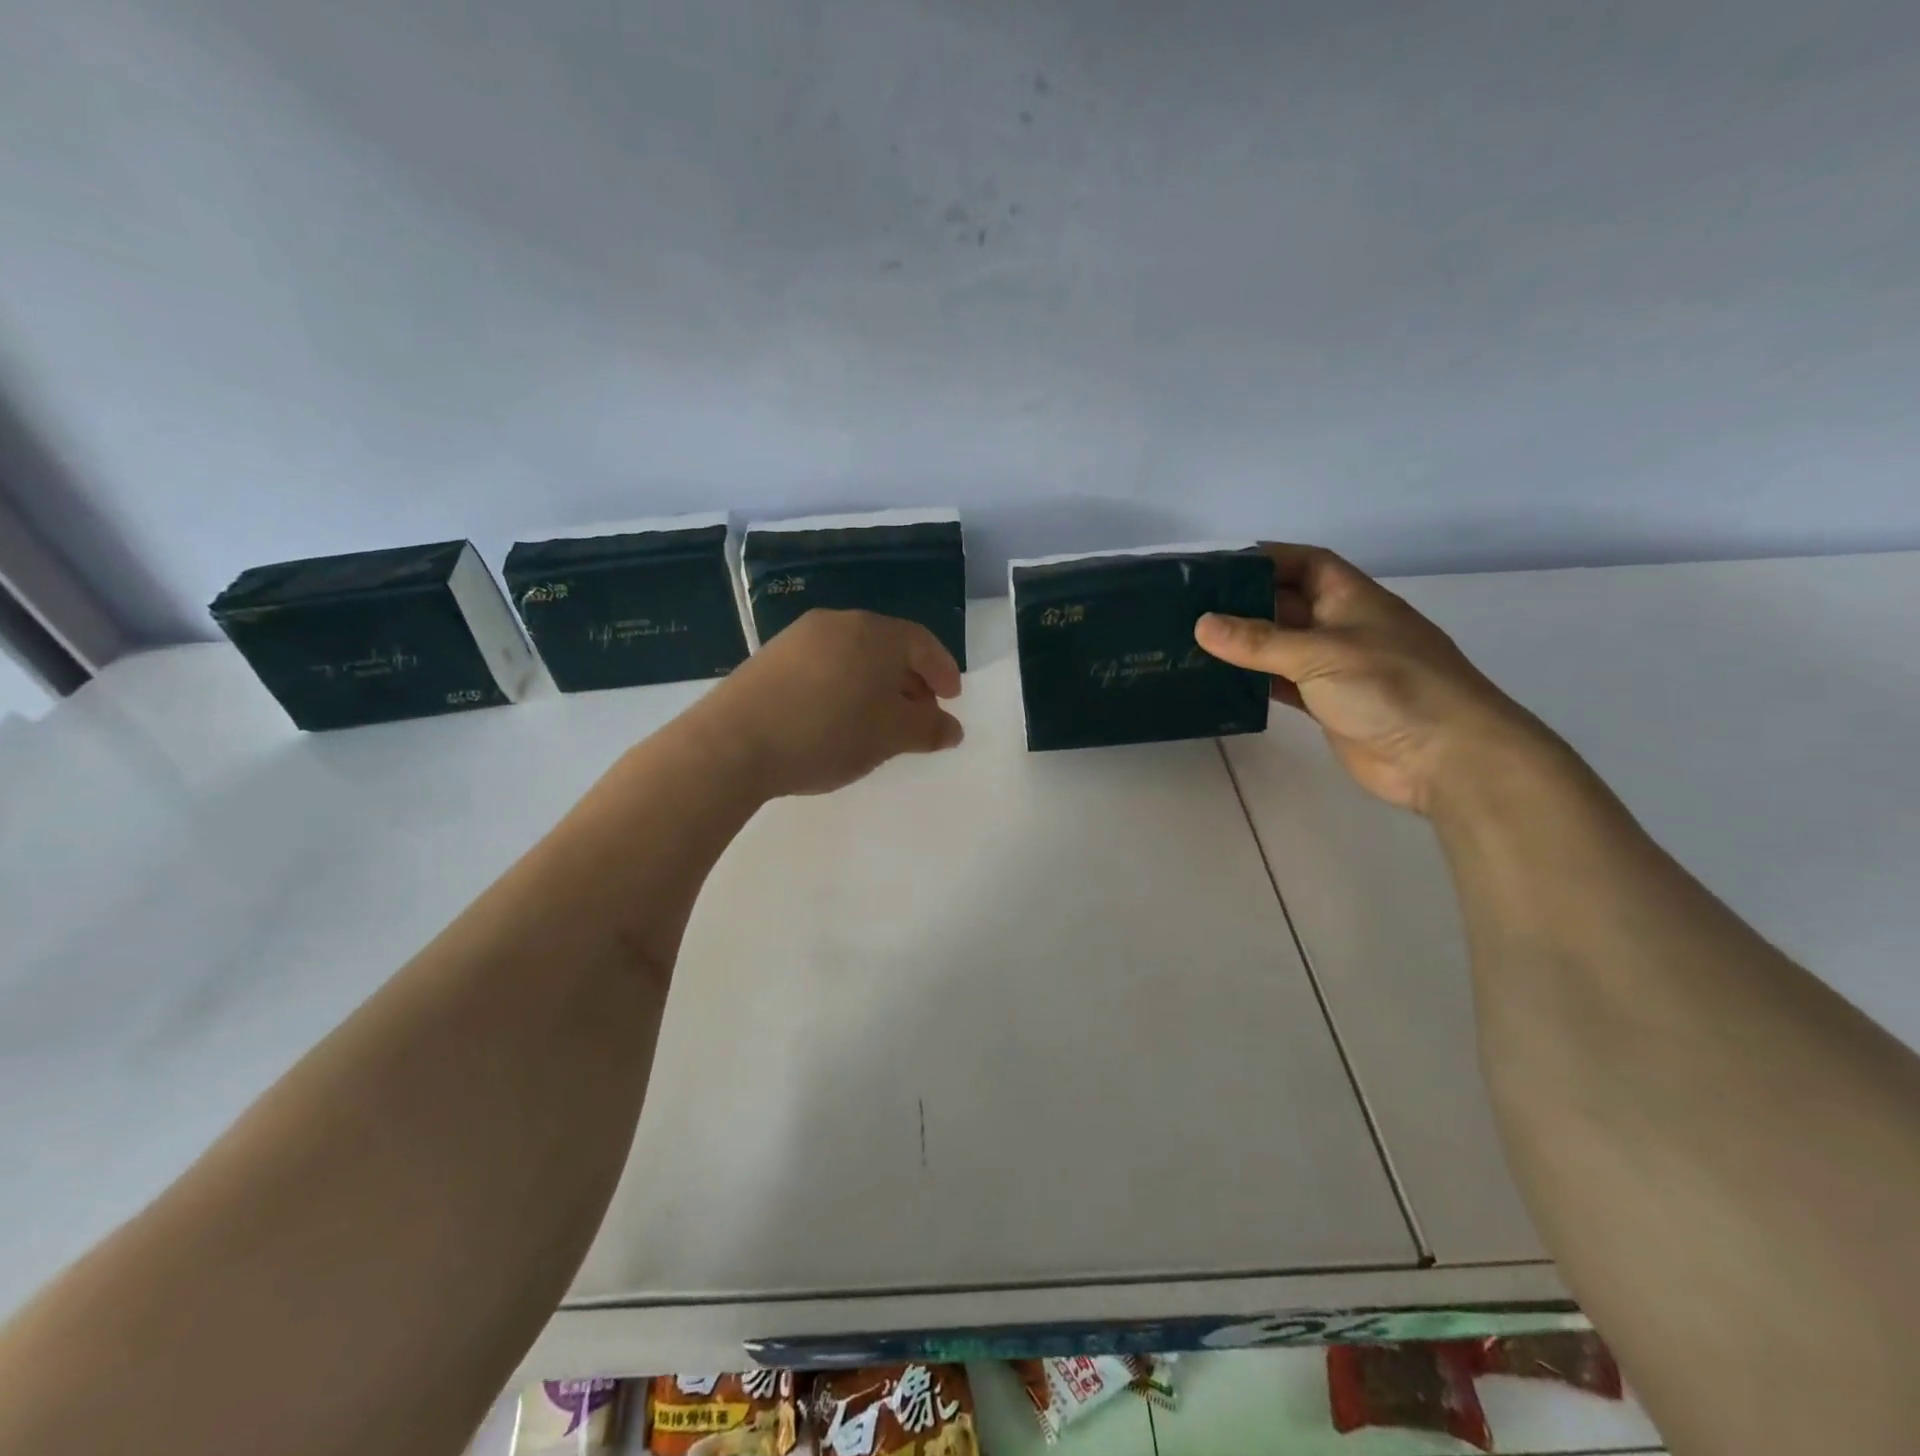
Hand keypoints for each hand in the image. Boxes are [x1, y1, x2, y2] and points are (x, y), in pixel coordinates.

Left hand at [689, 609, 963, 798]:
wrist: (733, 744)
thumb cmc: (827, 733)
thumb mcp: (889, 736)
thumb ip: (928, 729)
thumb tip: (952, 728)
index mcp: (874, 633)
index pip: (922, 643)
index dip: (943, 671)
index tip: (952, 699)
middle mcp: (838, 623)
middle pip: (888, 646)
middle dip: (911, 680)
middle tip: (919, 713)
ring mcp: (799, 637)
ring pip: (854, 656)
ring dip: (876, 684)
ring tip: (879, 720)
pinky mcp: (771, 658)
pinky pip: (824, 665)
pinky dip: (844, 686)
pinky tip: (838, 718)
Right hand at [1194, 544, 1554, 814]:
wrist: (1445, 757)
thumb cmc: (1391, 687)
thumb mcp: (1321, 654)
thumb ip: (1259, 641)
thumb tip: (1202, 624)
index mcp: (1352, 599)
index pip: (1307, 563)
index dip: (1268, 558)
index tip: (1219, 565)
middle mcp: (1343, 627)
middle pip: (1288, 604)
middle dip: (1245, 602)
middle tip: (1191, 606)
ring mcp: (1336, 668)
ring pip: (1281, 647)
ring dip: (1245, 645)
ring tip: (1194, 642)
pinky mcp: (1329, 705)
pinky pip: (1283, 684)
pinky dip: (1255, 681)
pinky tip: (1222, 682)